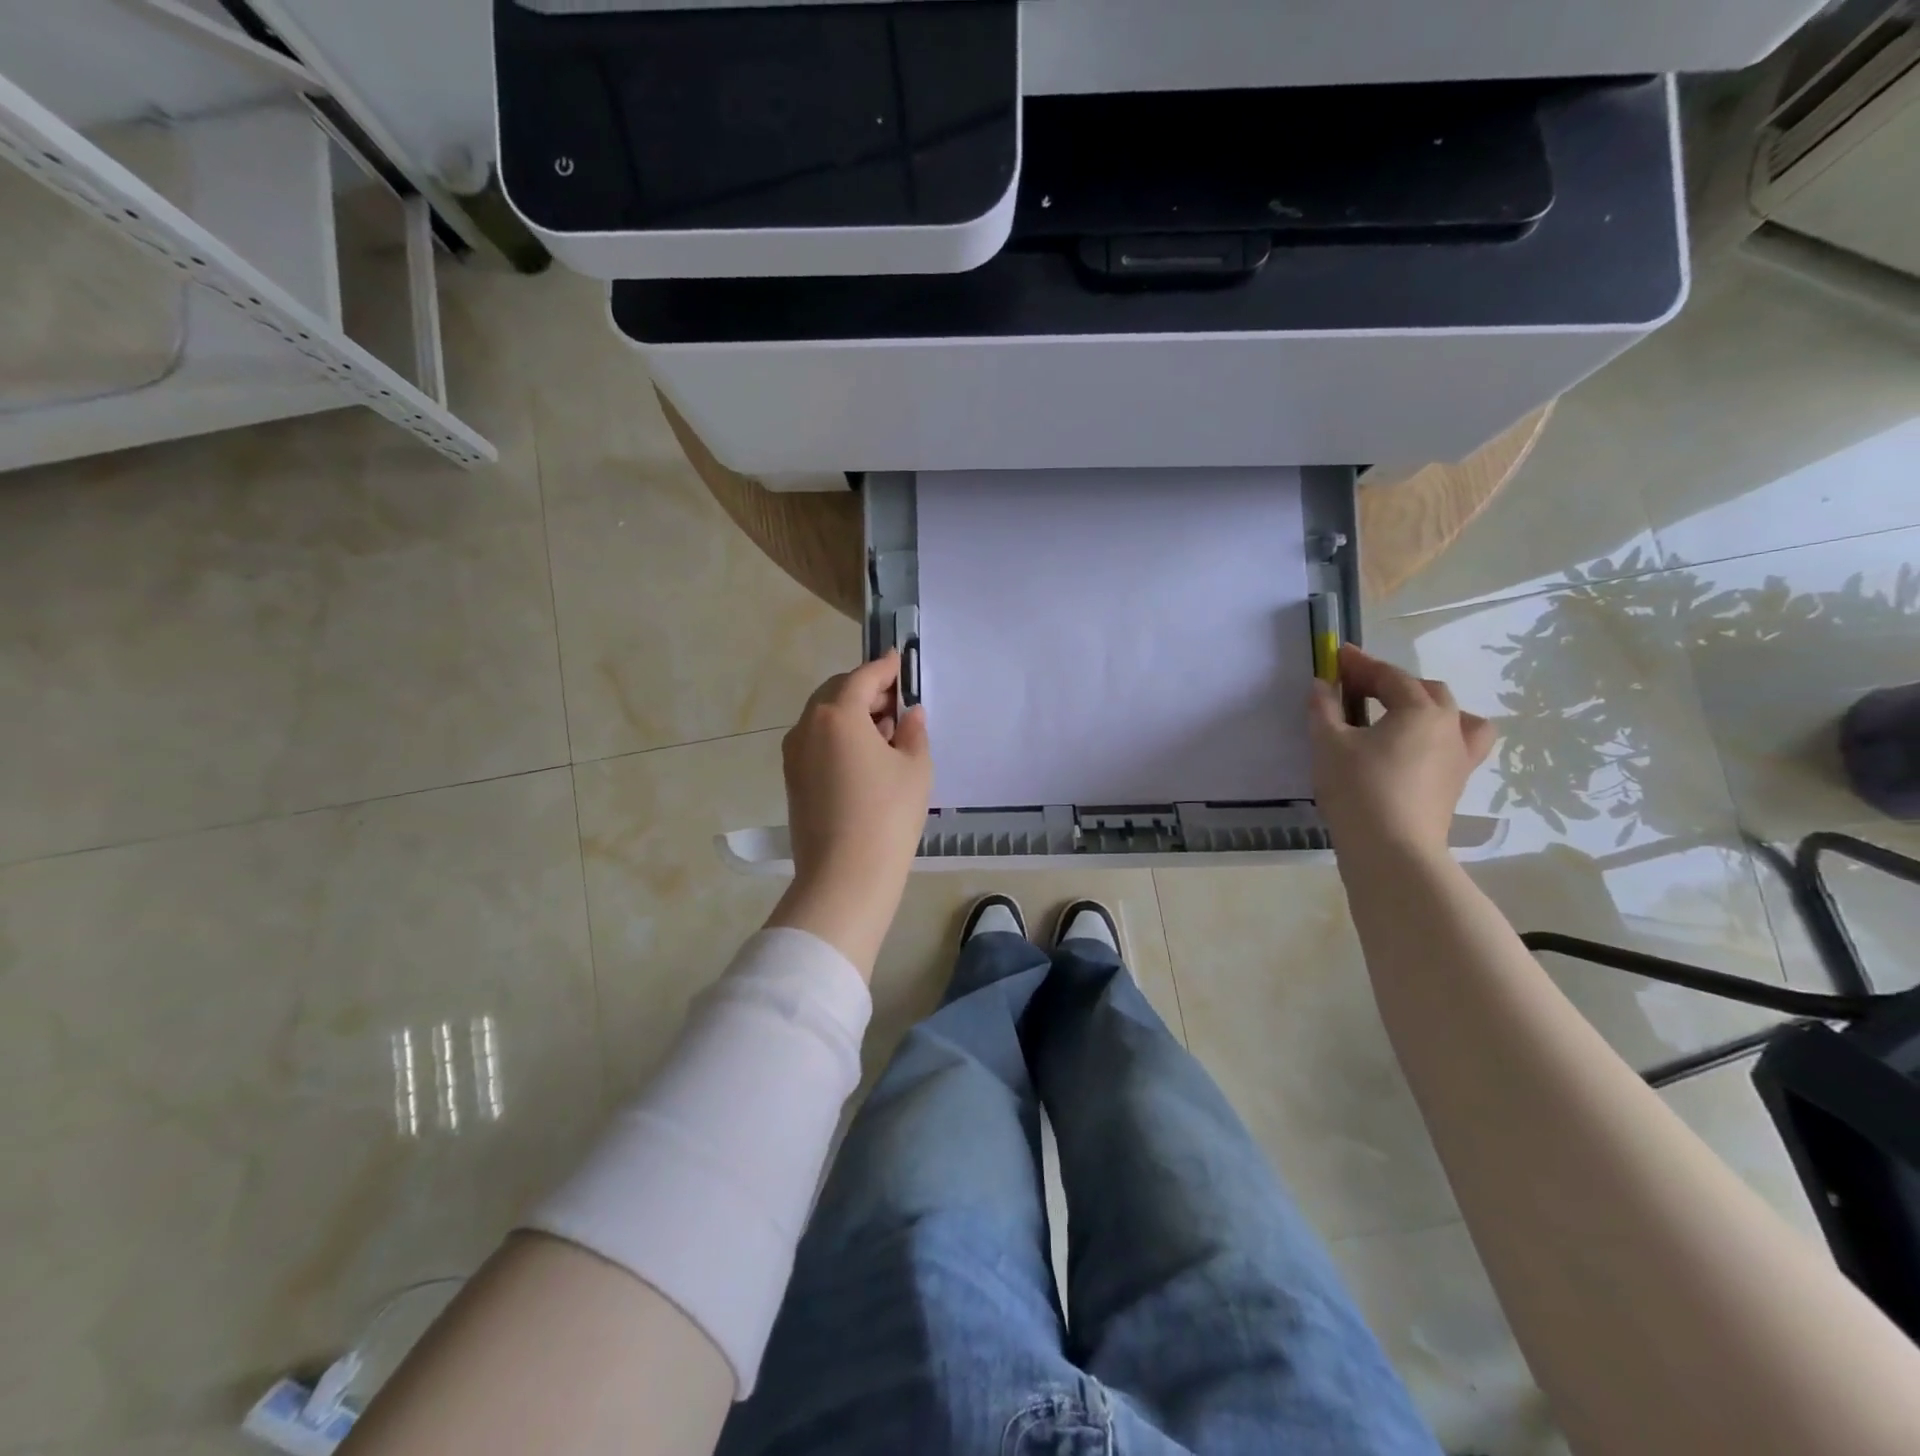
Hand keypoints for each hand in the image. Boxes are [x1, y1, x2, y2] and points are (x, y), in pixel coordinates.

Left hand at [767, 651, 931, 975]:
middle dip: (866, 691)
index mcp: (837, 714)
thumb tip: (910, 715)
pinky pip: (817, 742)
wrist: (844, 876)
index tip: (899, 660)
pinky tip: (866, 757)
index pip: (863, 677)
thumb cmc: (887, 815)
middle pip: (837, 693)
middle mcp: (807, 726)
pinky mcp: (792, 779)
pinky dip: (839, 736)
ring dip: (852, 714)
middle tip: (898, 703)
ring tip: (886, 732)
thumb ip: (914, 731)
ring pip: (824, 718)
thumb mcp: (915, 768)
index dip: (884, 667)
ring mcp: (794, 754)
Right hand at [1308, 645, 1494, 864]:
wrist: (1392, 851)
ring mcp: (1459, 757)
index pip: (1390, 676)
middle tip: (1357, 688)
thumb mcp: (1329, 744)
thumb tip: (1321, 685)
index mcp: (1420, 710)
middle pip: (1426, 690)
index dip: (1361, 664)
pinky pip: (1459, 746)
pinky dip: (1440, 736)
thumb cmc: (1358, 790)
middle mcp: (1449, 726)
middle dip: (1392, 682)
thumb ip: (1324, 709)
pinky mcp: (1456, 784)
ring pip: (1455, 716)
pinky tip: (1416, 748)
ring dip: (1426, 706)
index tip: (1337, 657)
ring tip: (1401, 714)